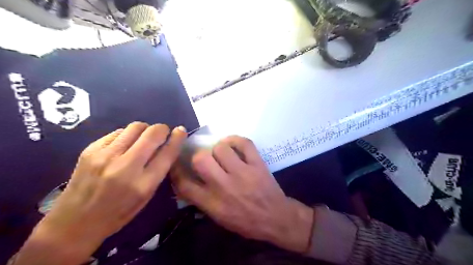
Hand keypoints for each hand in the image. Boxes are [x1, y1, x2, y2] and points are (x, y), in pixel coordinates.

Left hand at [13, 122, 185, 264]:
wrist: (74, 222)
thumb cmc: (118, 213)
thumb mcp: (146, 197)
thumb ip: (158, 171)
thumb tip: (167, 147)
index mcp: (143, 184)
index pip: (167, 153)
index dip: (177, 138)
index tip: (181, 131)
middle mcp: (125, 167)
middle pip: (152, 134)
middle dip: (162, 129)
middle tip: (162, 134)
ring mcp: (105, 156)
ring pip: (135, 127)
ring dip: (145, 130)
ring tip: (143, 138)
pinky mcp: (90, 150)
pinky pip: (118, 132)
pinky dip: (127, 135)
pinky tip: (124, 145)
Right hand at [171, 135, 312, 253]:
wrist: (276, 218)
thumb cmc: (246, 221)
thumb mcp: (219, 218)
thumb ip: (201, 201)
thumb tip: (186, 184)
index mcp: (212, 203)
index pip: (185, 184)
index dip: (176, 170)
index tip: (177, 163)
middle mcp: (224, 186)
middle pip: (201, 160)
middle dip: (199, 157)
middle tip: (205, 159)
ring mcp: (242, 173)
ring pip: (221, 148)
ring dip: (219, 149)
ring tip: (222, 154)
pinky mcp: (257, 164)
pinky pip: (244, 143)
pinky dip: (235, 139)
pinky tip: (232, 144)